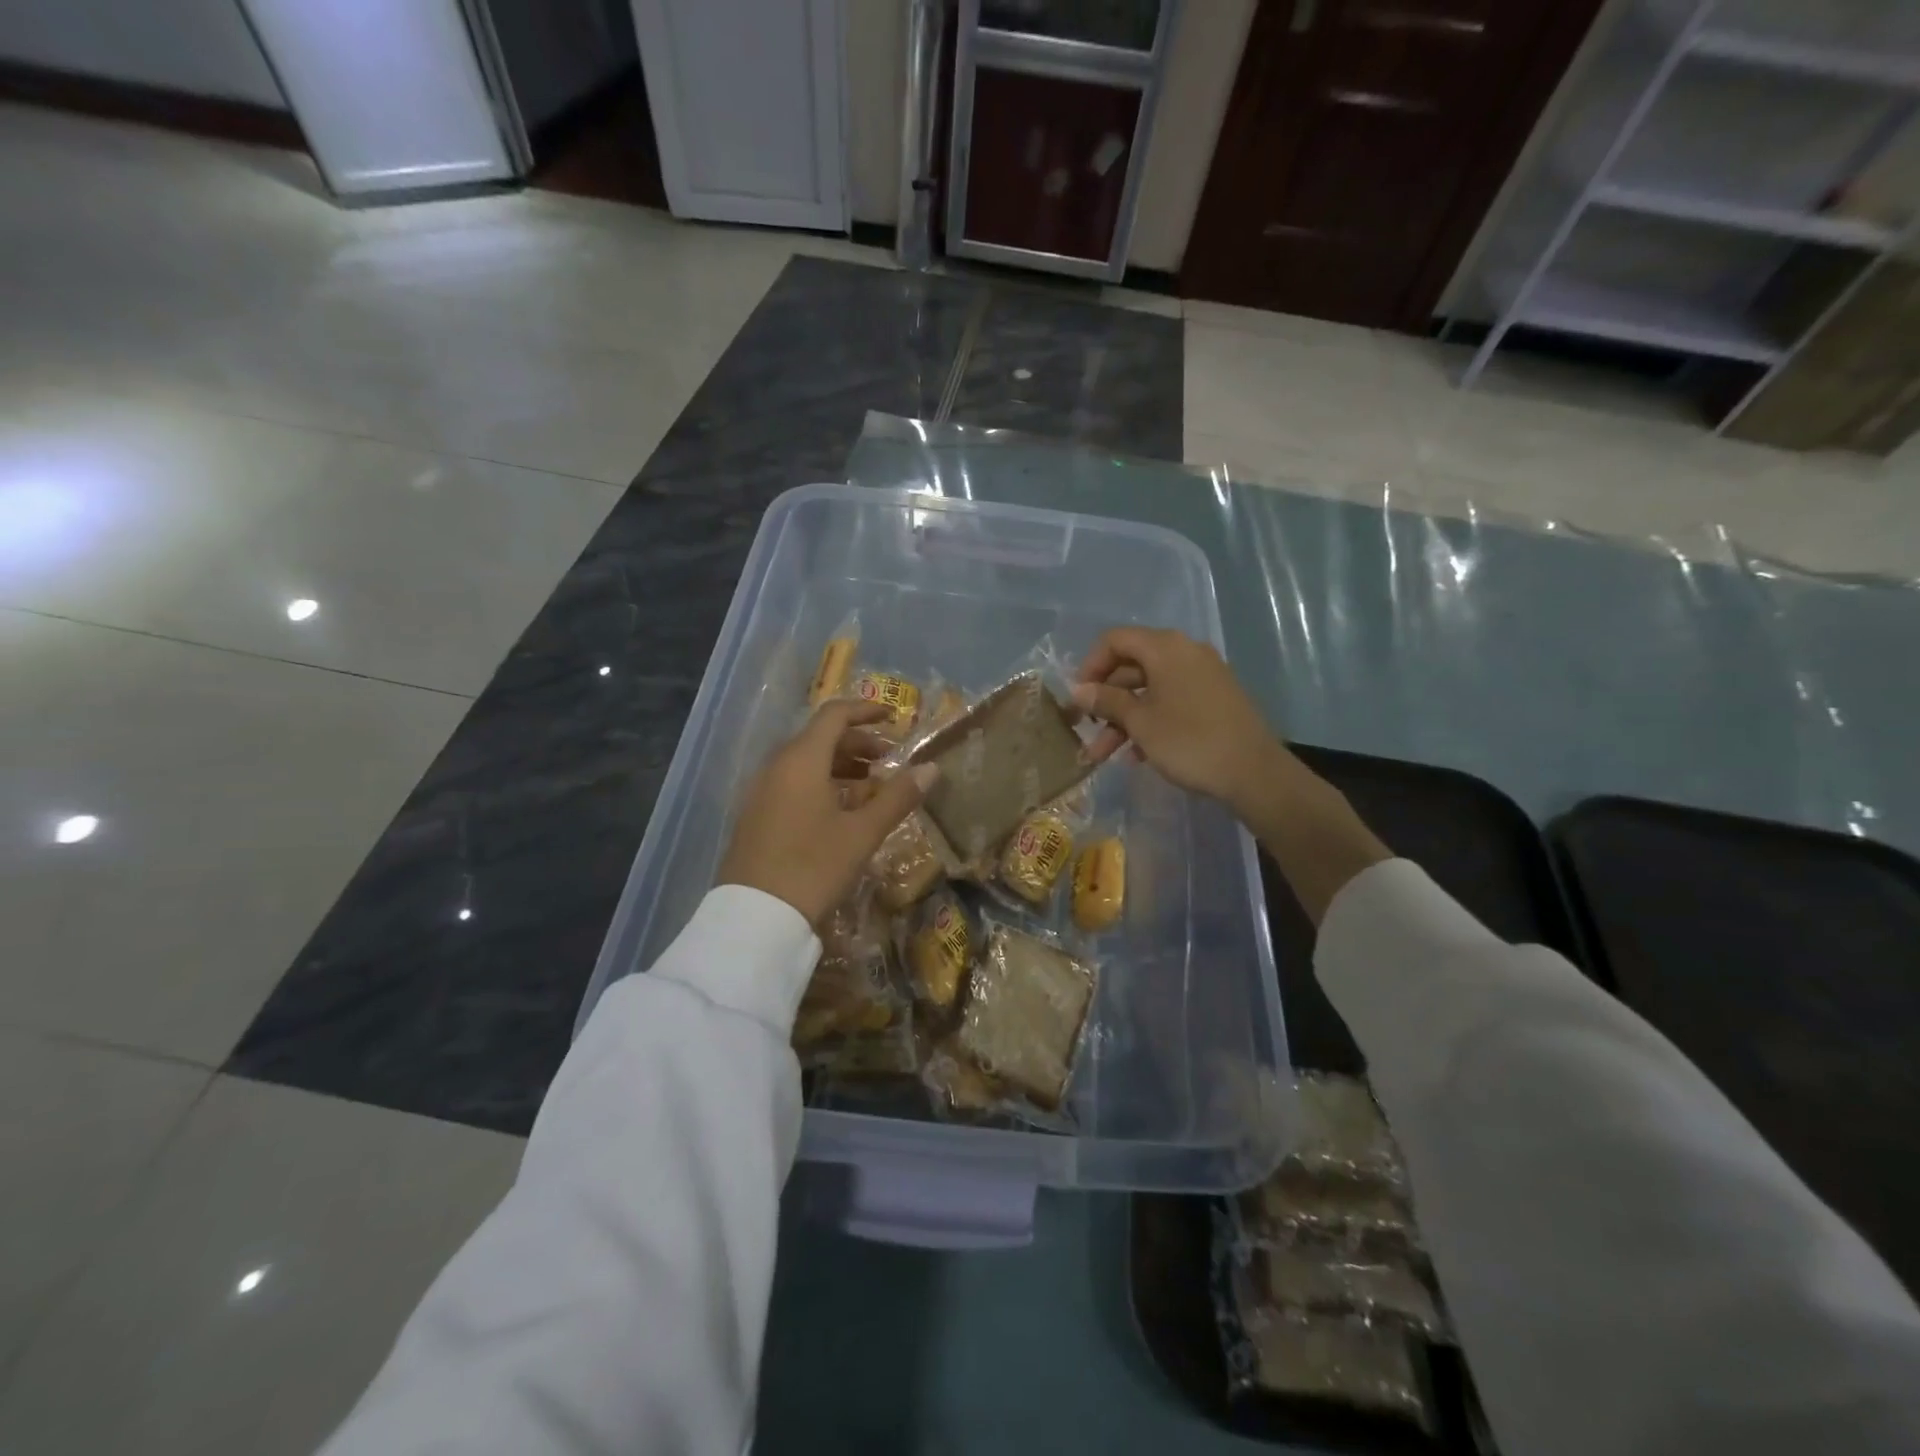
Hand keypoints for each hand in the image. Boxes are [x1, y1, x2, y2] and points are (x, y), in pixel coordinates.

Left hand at [719, 701, 938, 925]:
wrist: (755, 917)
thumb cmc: (813, 867)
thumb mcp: (862, 833)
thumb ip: (897, 797)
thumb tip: (931, 768)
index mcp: (801, 760)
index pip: (835, 715)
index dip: (866, 710)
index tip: (894, 718)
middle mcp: (777, 765)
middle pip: (820, 737)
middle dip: (858, 742)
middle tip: (889, 760)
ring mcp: (762, 790)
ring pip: (806, 761)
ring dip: (840, 764)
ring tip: (871, 786)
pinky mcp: (756, 814)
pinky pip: (793, 782)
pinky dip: (821, 782)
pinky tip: (841, 810)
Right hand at [1071, 627, 1287, 818]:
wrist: (1254, 772)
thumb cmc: (1189, 741)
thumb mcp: (1140, 722)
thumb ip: (1107, 701)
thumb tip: (1078, 690)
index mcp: (1165, 648)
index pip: (1114, 640)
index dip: (1089, 666)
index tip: (1078, 698)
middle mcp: (1185, 652)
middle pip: (1131, 666)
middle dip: (1105, 700)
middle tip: (1086, 730)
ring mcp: (1202, 674)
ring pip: (1150, 688)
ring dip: (1124, 718)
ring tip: (1104, 754)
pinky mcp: (1214, 698)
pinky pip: (1171, 699)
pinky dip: (1150, 720)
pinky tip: (1137, 755)